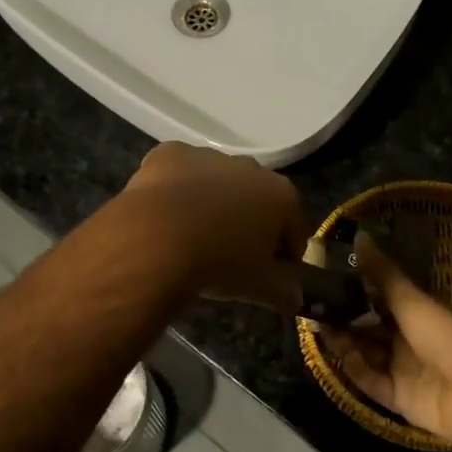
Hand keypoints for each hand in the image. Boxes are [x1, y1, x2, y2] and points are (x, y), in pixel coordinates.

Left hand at [120, 142, 306, 312]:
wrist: (156, 240)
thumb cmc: (219, 263)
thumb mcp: (260, 288)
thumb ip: (285, 292)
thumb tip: (295, 298)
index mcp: (280, 195)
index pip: (292, 227)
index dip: (284, 252)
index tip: (271, 272)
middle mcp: (249, 166)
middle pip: (255, 197)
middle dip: (247, 221)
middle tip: (229, 254)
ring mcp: (208, 155)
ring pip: (215, 181)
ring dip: (211, 201)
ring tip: (191, 235)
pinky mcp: (170, 153)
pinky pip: (178, 171)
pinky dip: (175, 188)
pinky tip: (164, 213)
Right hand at [322, 234, 451, 451]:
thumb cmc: (447, 336)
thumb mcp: (411, 300)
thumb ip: (382, 273)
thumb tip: (359, 234)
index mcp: (415, 314)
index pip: (377, 299)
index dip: (352, 291)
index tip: (324, 280)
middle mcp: (407, 340)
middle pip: (367, 328)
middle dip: (343, 318)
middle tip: (314, 307)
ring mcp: (402, 371)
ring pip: (364, 354)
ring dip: (344, 342)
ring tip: (320, 328)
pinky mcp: (398, 399)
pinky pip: (370, 382)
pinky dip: (355, 370)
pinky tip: (342, 356)